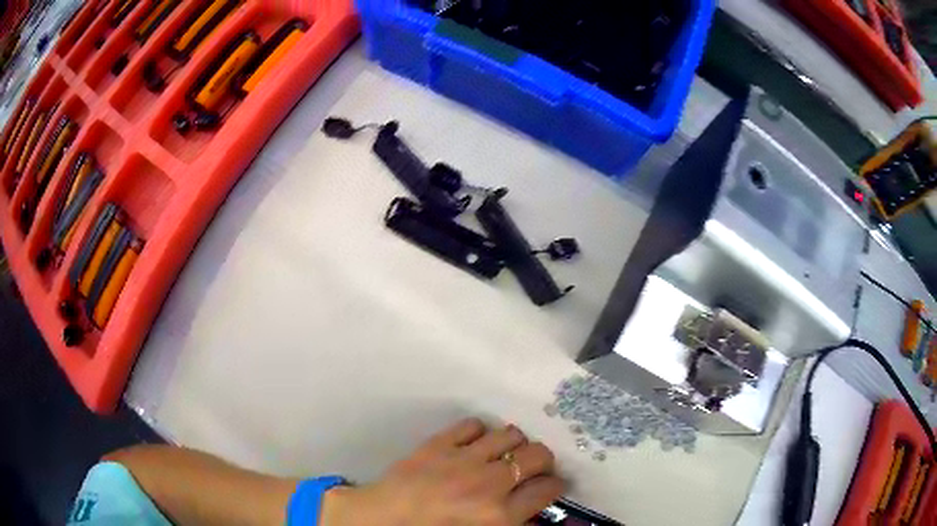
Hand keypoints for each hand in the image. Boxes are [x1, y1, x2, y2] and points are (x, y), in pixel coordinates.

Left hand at [322, 418, 564, 525]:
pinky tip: (473, 444)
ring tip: (504, 453)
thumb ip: (512, 523)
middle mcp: (489, 483)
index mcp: (500, 515)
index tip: (550, 485)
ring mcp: (462, 459)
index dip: (555, 486)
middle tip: (533, 467)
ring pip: (510, 434)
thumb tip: (531, 510)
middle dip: (542, 460)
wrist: (381, 520)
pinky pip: (472, 425)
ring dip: (514, 444)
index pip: (548, 490)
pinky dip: (479, 432)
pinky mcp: (438, 443)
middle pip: (538, 455)